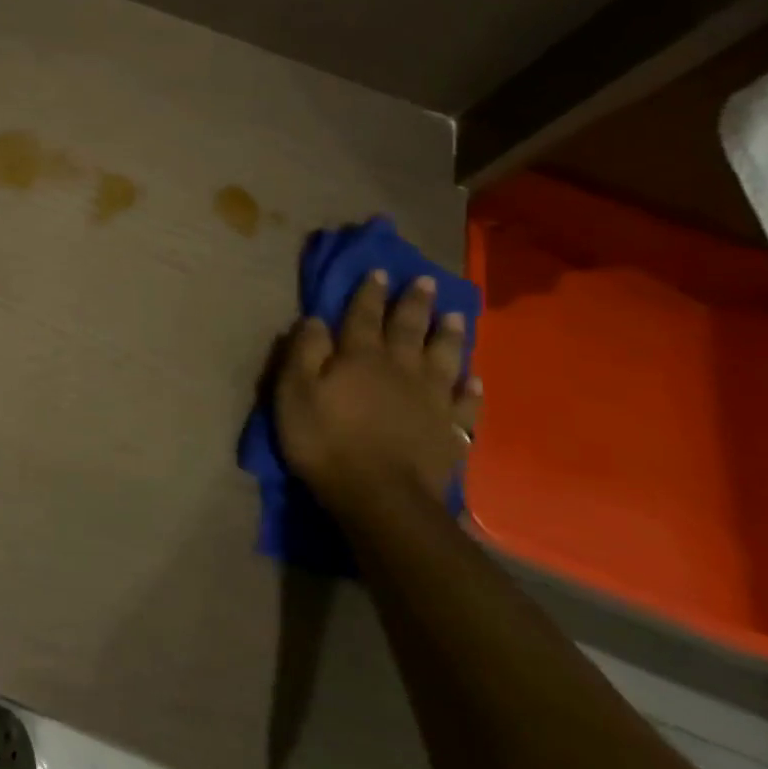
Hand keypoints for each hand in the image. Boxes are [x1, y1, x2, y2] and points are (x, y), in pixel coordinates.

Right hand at [274, 271, 480, 513]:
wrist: (381, 497)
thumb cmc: (325, 440)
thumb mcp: (294, 392)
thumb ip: (304, 352)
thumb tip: (315, 319)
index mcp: (359, 357)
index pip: (363, 315)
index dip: (369, 293)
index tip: (379, 271)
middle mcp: (400, 369)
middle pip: (408, 329)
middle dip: (414, 304)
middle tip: (425, 281)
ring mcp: (431, 400)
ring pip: (443, 358)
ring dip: (448, 336)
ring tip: (455, 316)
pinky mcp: (450, 431)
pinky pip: (465, 403)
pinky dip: (470, 388)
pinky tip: (473, 378)